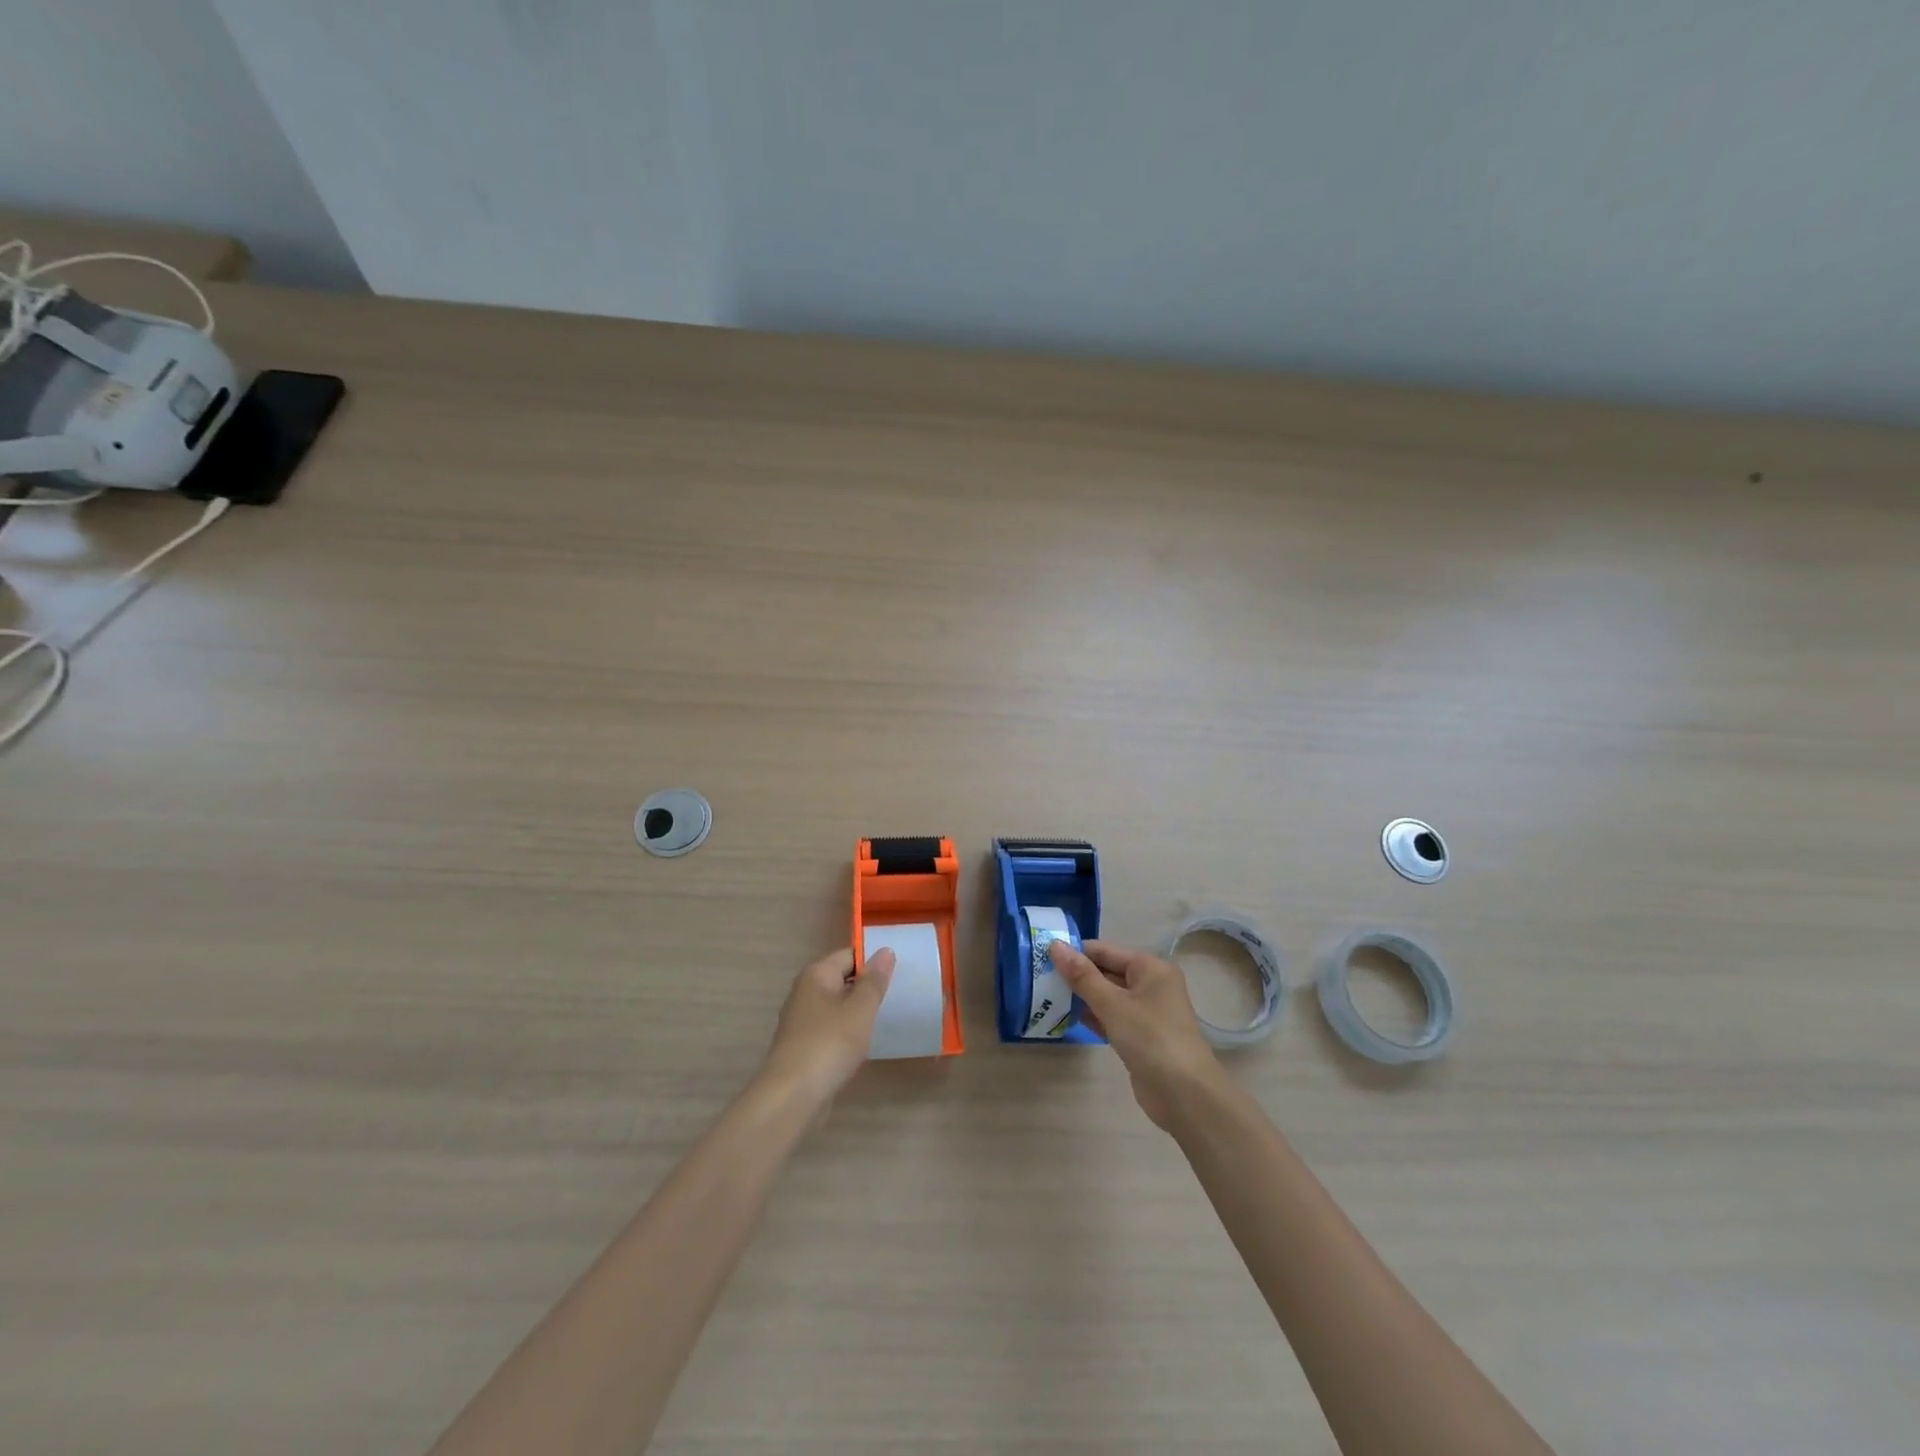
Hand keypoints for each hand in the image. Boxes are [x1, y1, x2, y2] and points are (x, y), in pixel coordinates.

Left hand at [758, 947, 894, 1108]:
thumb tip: (885, 950)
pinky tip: (864, 1043)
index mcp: (816, 975)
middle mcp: (805, 992)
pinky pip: (832, 1029)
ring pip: (838, 1005)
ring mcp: (802, 1020)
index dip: (874, 960)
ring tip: (887, 1017)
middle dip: (868, 986)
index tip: (900, 972)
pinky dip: (848, 1032)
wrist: (791, 1097)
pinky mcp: (803, 1046)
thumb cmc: (829, 1044)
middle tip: (898, 994)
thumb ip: (874, 981)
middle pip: (842, 979)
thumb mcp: (860, 1009)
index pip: (849, 954)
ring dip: (859, 1011)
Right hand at [1048, 939, 1223, 1130]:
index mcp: (1150, 967)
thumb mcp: (1112, 1004)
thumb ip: (1082, 976)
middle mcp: (1151, 985)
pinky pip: (1112, 1017)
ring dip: (1082, 997)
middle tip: (1040, 977)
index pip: (1105, 950)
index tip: (1042, 956)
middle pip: (1107, 971)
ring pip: (1108, 996)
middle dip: (1077, 975)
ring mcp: (1147, 1012)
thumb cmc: (1150, 1038)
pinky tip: (1067, 1018)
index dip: (1076, 952)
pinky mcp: (1140, 1037)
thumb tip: (1055, 946)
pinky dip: (1093, 1016)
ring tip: (1047, 996)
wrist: (1184, 1094)